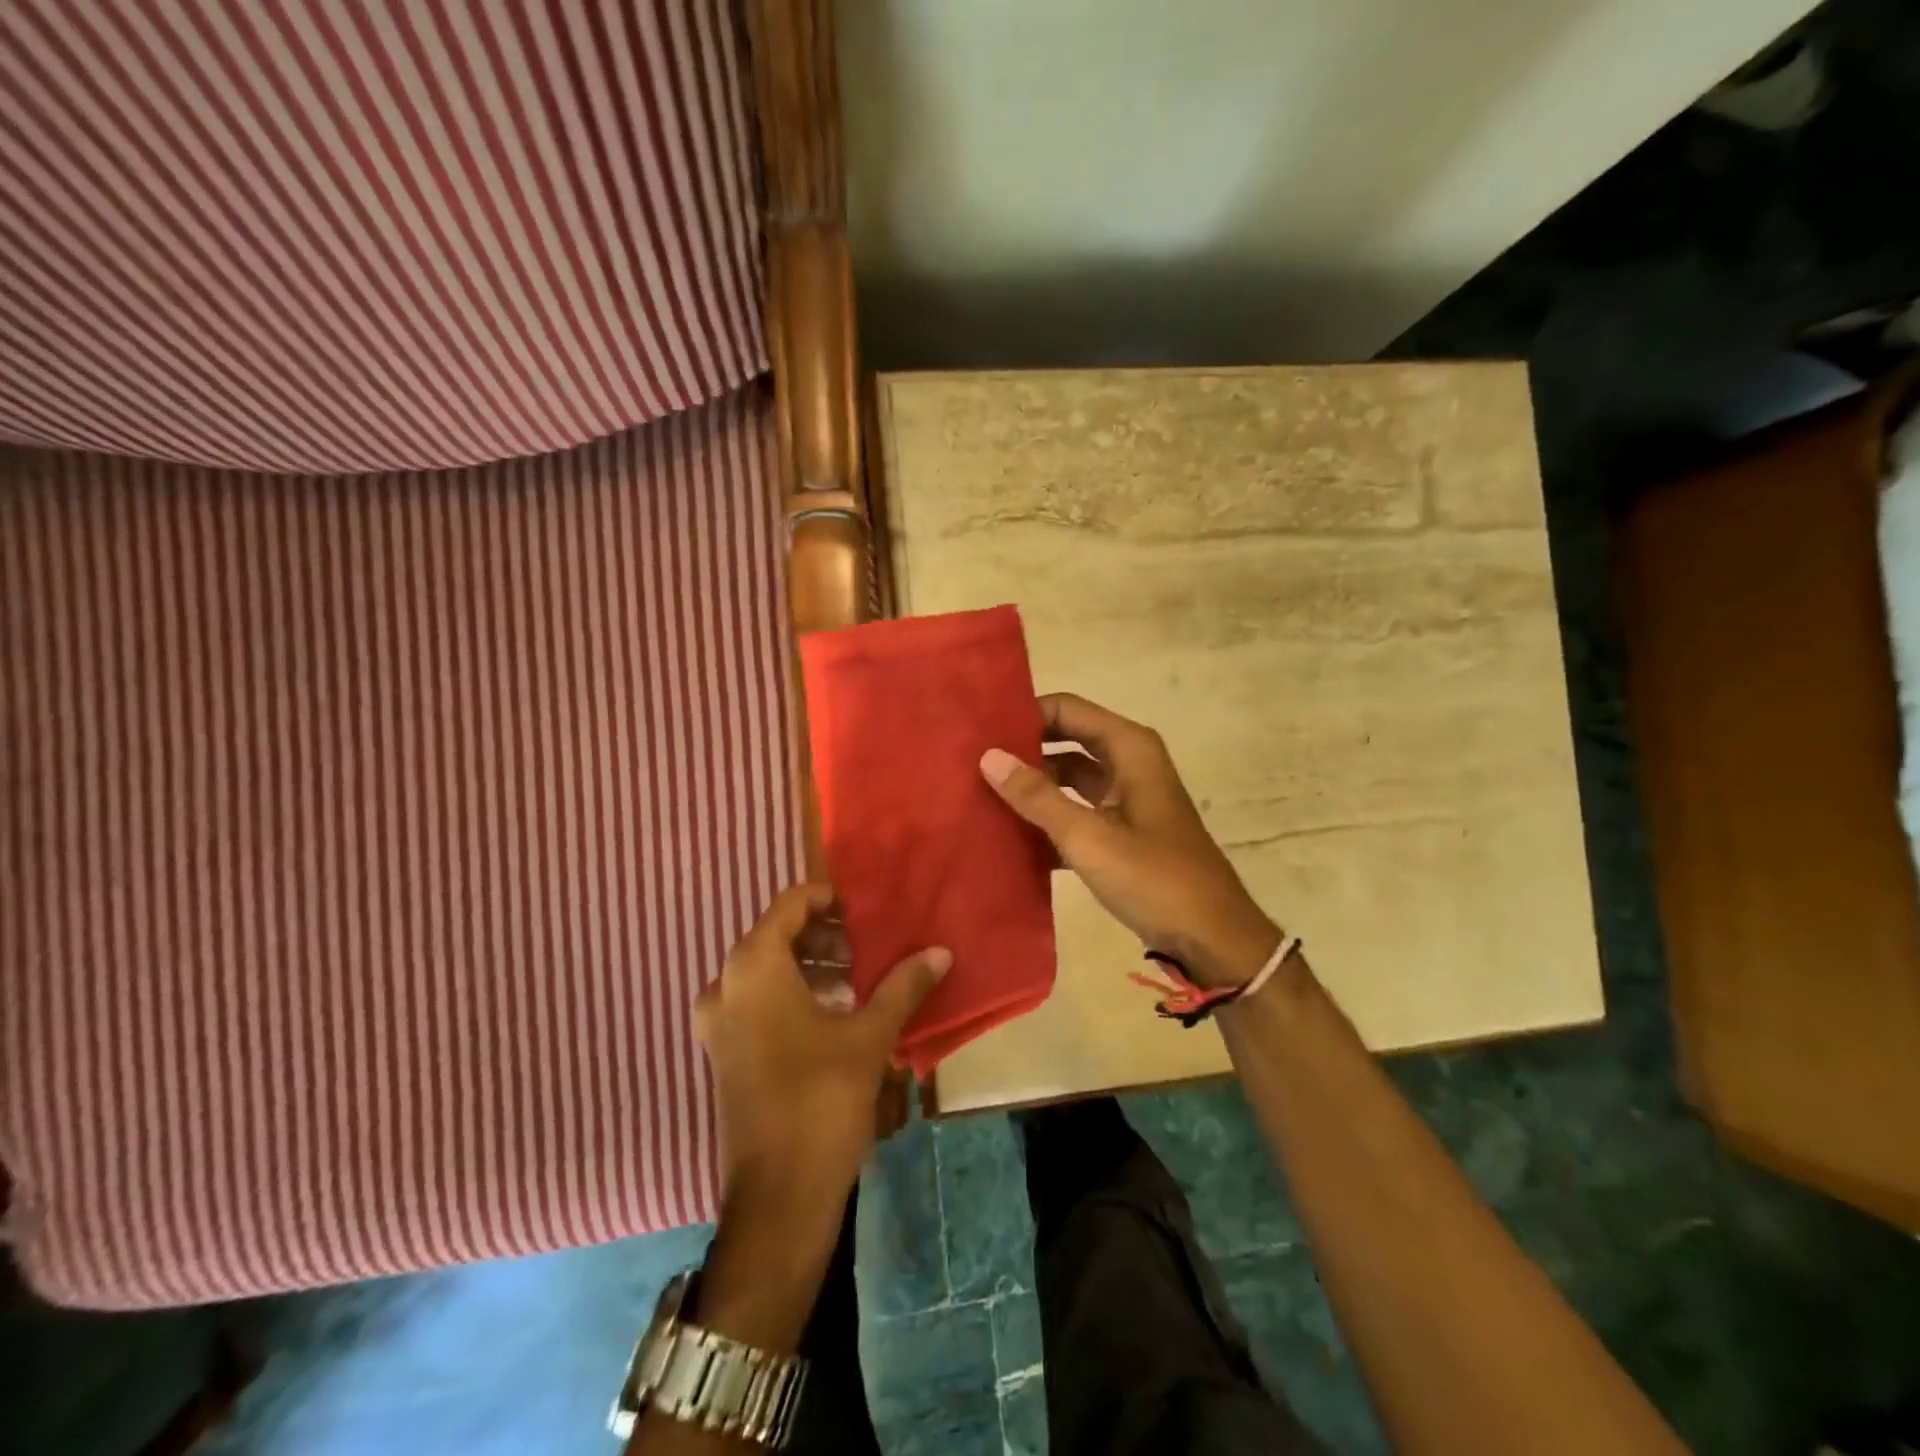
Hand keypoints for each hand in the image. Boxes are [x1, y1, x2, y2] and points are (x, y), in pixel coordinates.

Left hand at [696, 884, 949, 1213]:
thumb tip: (940, 951)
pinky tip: (835, 1013)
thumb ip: (903, 986)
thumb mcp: (870, 1037)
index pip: (790, 905)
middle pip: (777, 936)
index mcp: (754, 968)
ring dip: (811, 965)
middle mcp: (725, 985)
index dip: (827, 898)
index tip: (863, 906)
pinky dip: (793, 993)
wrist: (777, 1197)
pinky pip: (758, 1000)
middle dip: (824, 935)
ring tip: (858, 977)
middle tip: (867, 945)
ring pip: (767, 970)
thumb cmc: (821, 1101)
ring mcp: (719, 1022)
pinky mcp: (724, 1052)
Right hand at [980, 693, 1279, 987]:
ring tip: (979, 793)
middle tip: (971, 761)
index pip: (1067, 709)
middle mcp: (1128, 764)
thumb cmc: (1155, 879)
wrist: (1212, 940)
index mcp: (1129, 749)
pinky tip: (1009, 835)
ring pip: (1068, 778)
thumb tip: (988, 756)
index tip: (980, 731)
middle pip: (1066, 740)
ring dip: (1032, 786)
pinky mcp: (1121, 832)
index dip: (1025, 715)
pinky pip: (1076, 812)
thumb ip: (1037, 796)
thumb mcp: (1089, 837)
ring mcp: (1125, 799)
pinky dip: (1048, 819)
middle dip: (1023, 749)